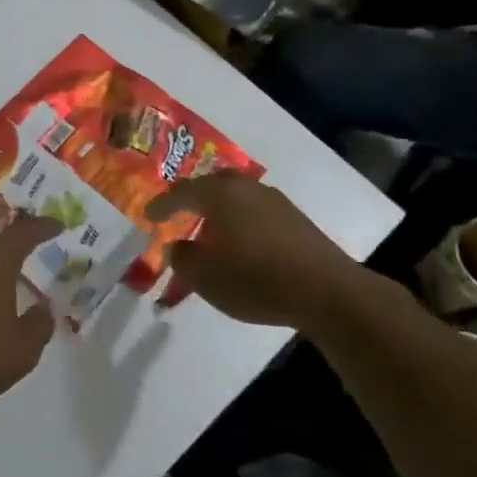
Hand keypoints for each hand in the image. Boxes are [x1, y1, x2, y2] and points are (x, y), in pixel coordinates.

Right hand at [144, 172, 369, 329]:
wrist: (327, 292)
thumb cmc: (255, 279)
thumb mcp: (204, 277)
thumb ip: (182, 258)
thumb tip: (179, 245)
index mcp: (218, 194)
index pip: (181, 192)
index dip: (162, 205)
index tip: (149, 216)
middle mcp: (246, 188)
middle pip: (212, 185)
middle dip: (194, 197)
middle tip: (181, 212)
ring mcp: (275, 201)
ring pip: (237, 196)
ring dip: (221, 210)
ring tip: (212, 230)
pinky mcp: (297, 219)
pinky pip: (257, 211)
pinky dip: (242, 221)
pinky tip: (243, 242)